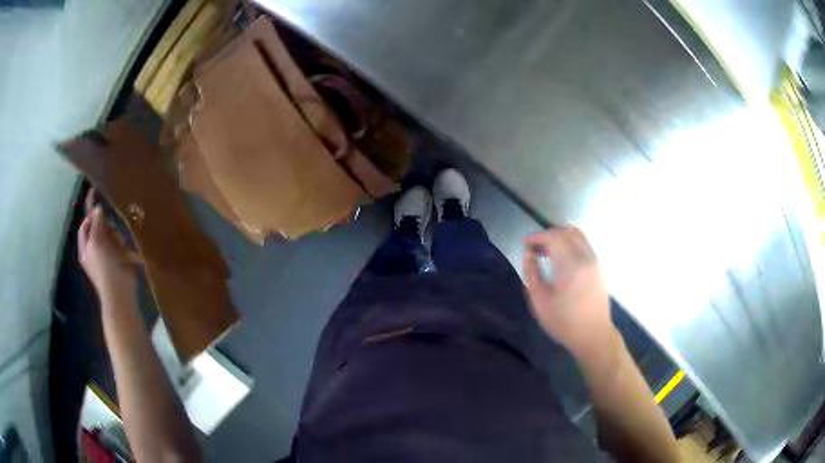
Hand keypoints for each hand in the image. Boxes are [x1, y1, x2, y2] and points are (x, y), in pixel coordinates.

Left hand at [78, 190, 136, 307]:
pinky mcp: (119, 261)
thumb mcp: (97, 242)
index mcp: (86, 247)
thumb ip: (96, 224)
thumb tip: (98, 208)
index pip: (85, 224)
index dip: (89, 211)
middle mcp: (95, 250)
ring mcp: (107, 256)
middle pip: (99, 228)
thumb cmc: (105, 268)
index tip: (94, 193)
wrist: (120, 293)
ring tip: (120, 246)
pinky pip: (121, 246)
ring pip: (111, 235)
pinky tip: (127, 253)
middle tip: (111, 229)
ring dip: (116, 237)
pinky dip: (124, 246)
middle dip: (106, 226)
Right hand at [523, 226, 616, 361]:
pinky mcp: (598, 267)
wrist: (593, 335)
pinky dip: (570, 244)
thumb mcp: (539, 301)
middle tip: (535, 249)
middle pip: (566, 231)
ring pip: (577, 235)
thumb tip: (528, 253)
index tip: (526, 247)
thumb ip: (531, 273)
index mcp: (571, 265)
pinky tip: (561, 260)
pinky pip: (584, 245)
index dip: (537, 237)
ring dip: (560, 238)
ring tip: (547, 253)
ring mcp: (595, 261)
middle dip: (548, 235)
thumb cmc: (564, 322)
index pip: (553, 237)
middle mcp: (586, 257)